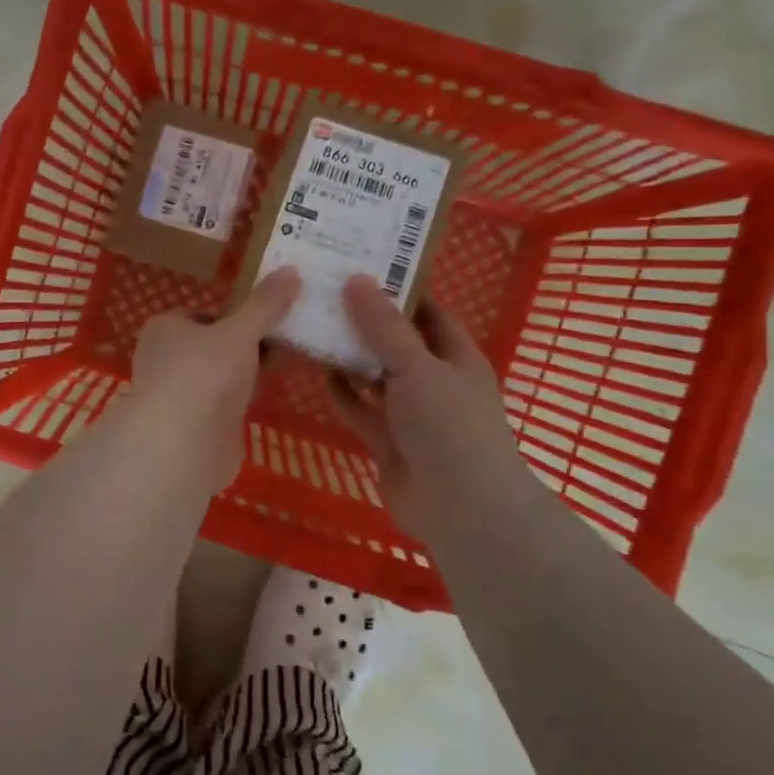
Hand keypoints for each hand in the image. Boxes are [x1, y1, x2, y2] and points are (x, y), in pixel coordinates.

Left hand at [123, 267, 301, 494]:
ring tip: (293, 359)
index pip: (206, 313)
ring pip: (223, 375)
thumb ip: (265, 304)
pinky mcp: (197, 426)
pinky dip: (247, 399)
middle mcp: (167, 359)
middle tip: (293, 336)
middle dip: (250, 343)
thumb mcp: (239, 331)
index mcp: (166, 328)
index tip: (275, 313)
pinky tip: (274, 394)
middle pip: (216, 344)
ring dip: (250, 372)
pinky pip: (228, 404)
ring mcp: (181, 395)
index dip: (239, 313)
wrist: (182, 447)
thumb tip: (291, 270)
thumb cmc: (203, 375)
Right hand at [329, 276, 532, 544]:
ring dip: (349, 357)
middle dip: (364, 322)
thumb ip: (384, 326)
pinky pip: (360, 409)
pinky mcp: (387, 441)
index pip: (426, 312)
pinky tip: (318, 373)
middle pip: (395, 342)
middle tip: (324, 293)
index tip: (359, 267)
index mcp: (455, 356)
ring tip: (313, 326)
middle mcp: (433, 380)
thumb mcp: (417, 366)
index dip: (397, 289)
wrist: (460, 507)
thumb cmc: (449, 424)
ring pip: (374, 376)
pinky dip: (342, 394)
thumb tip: (357, 280)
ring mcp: (410, 413)